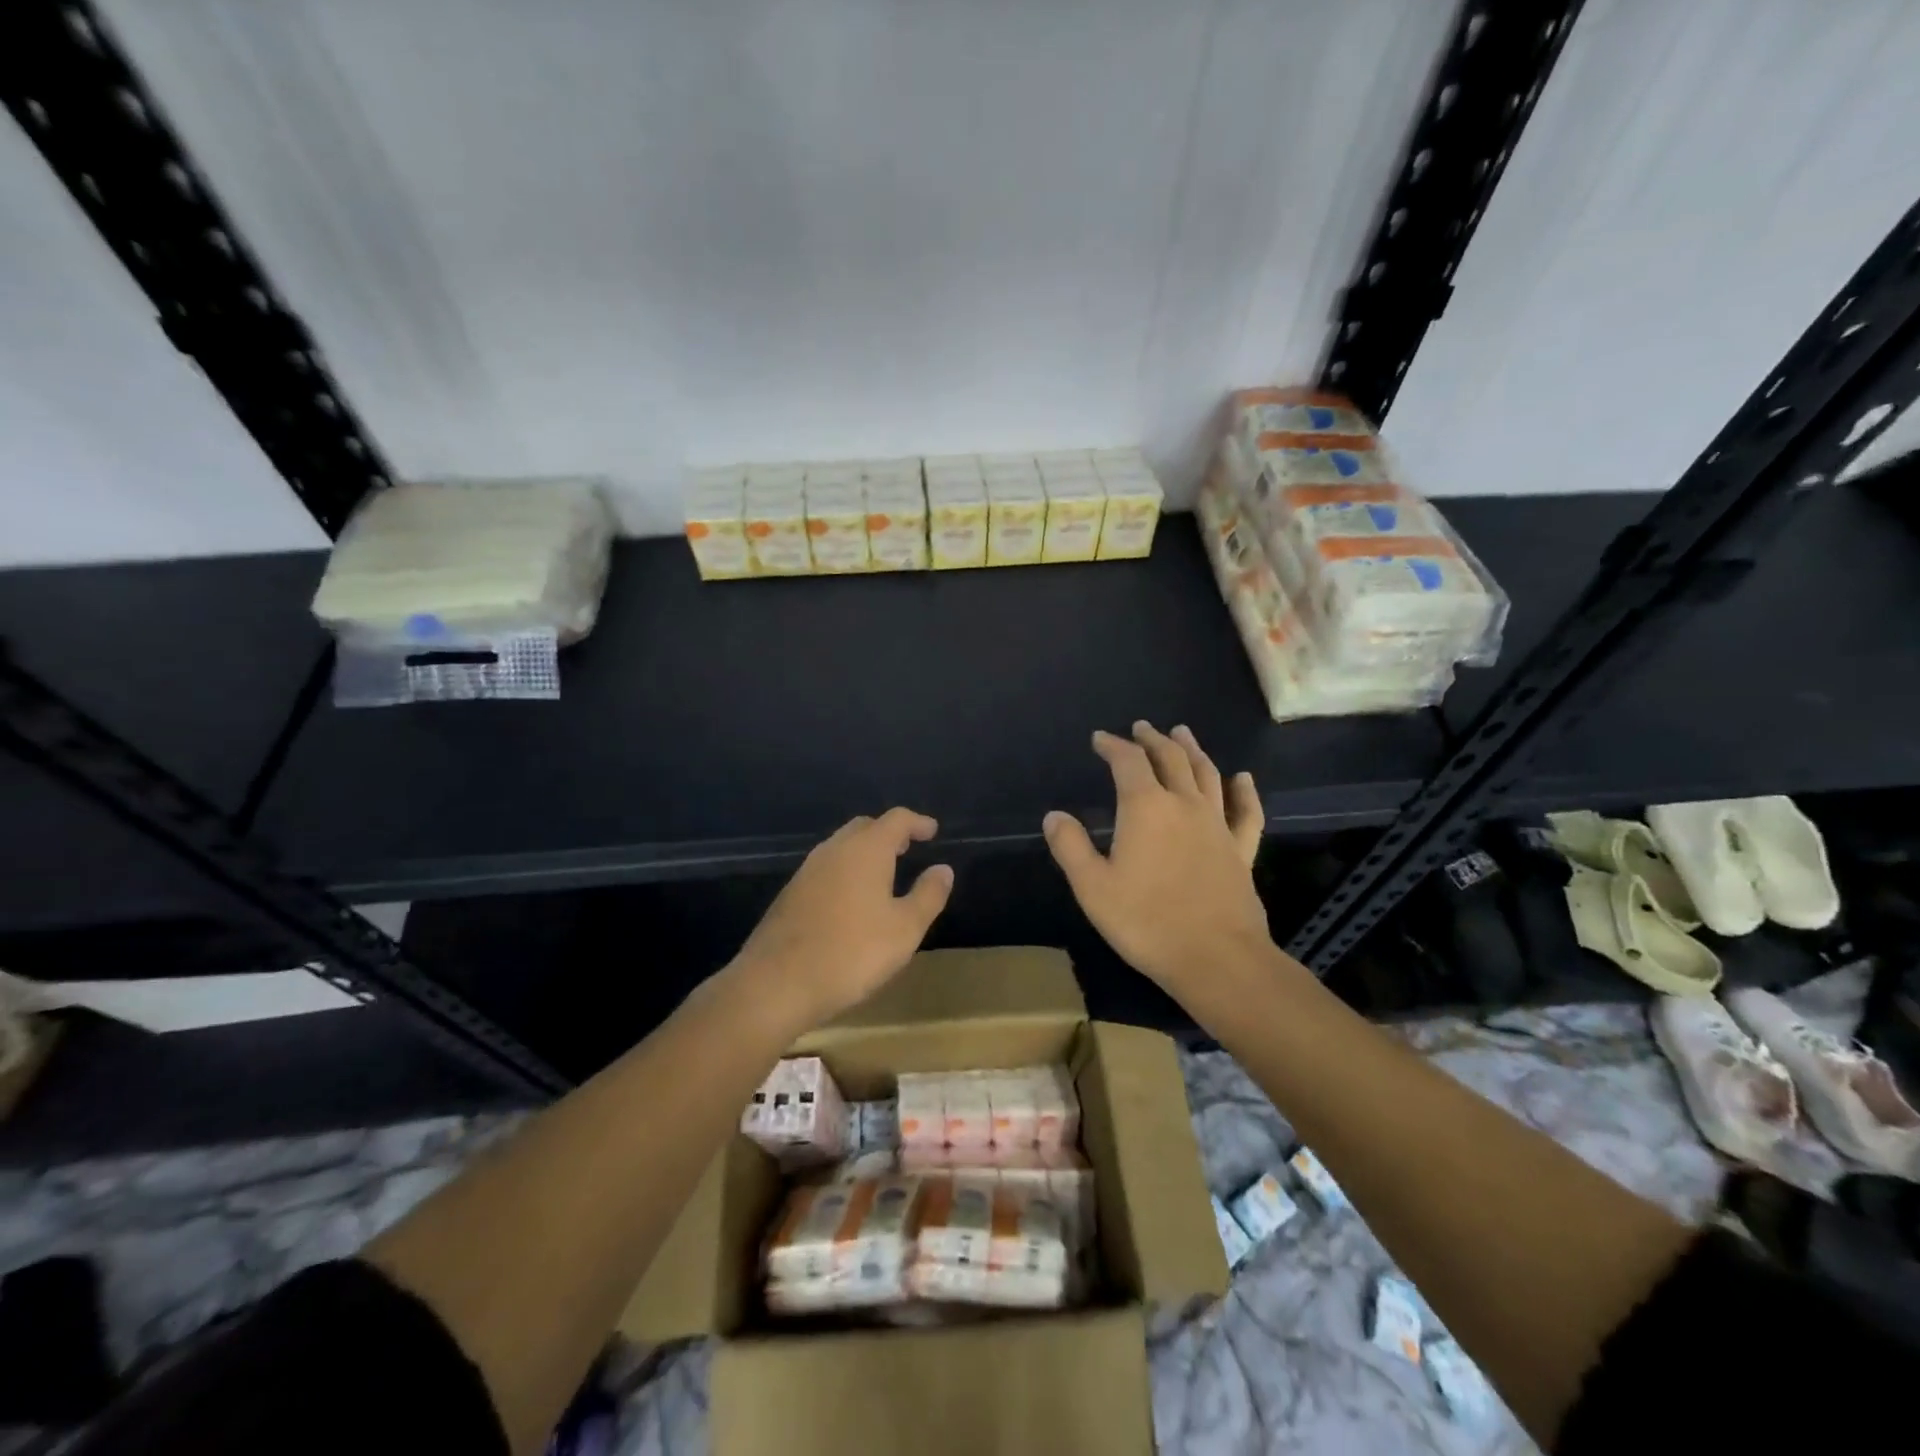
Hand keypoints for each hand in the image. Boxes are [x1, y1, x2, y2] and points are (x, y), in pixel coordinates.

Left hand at [730, 808, 953, 1030]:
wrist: (777, 983)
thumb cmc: (852, 952)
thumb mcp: (905, 929)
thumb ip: (928, 895)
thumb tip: (943, 869)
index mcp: (866, 849)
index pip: (896, 820)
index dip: (917, 822)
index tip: (932, 831)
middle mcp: (834, 849)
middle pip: (865, 827)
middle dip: (888, 833)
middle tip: (908, 848)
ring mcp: (808, 870)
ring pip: (842, 846)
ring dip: (865, 851)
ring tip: (884, 872)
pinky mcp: (791, 893)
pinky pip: (826, 868)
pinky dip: (846, 870)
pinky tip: (852, 898)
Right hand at [1043, 722, 1268, 994]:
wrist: (1216, 957)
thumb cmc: (1146, 921)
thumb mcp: (1093, 887)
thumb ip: (1070, 847)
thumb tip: (1054, 816)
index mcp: (1145, 808)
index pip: (1128, 762)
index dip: (1113, 746)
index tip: (1100, 739)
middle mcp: (1184, 804)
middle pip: (1170, 758)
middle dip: (1152, 739)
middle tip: (1141, 727)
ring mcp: (1217, 825)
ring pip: (1207, 774)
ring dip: (1193, 750)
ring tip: (1183, 734)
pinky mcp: (1241, 850)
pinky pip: (1246, 812)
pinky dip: (1244, 791)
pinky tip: (1242, 779)